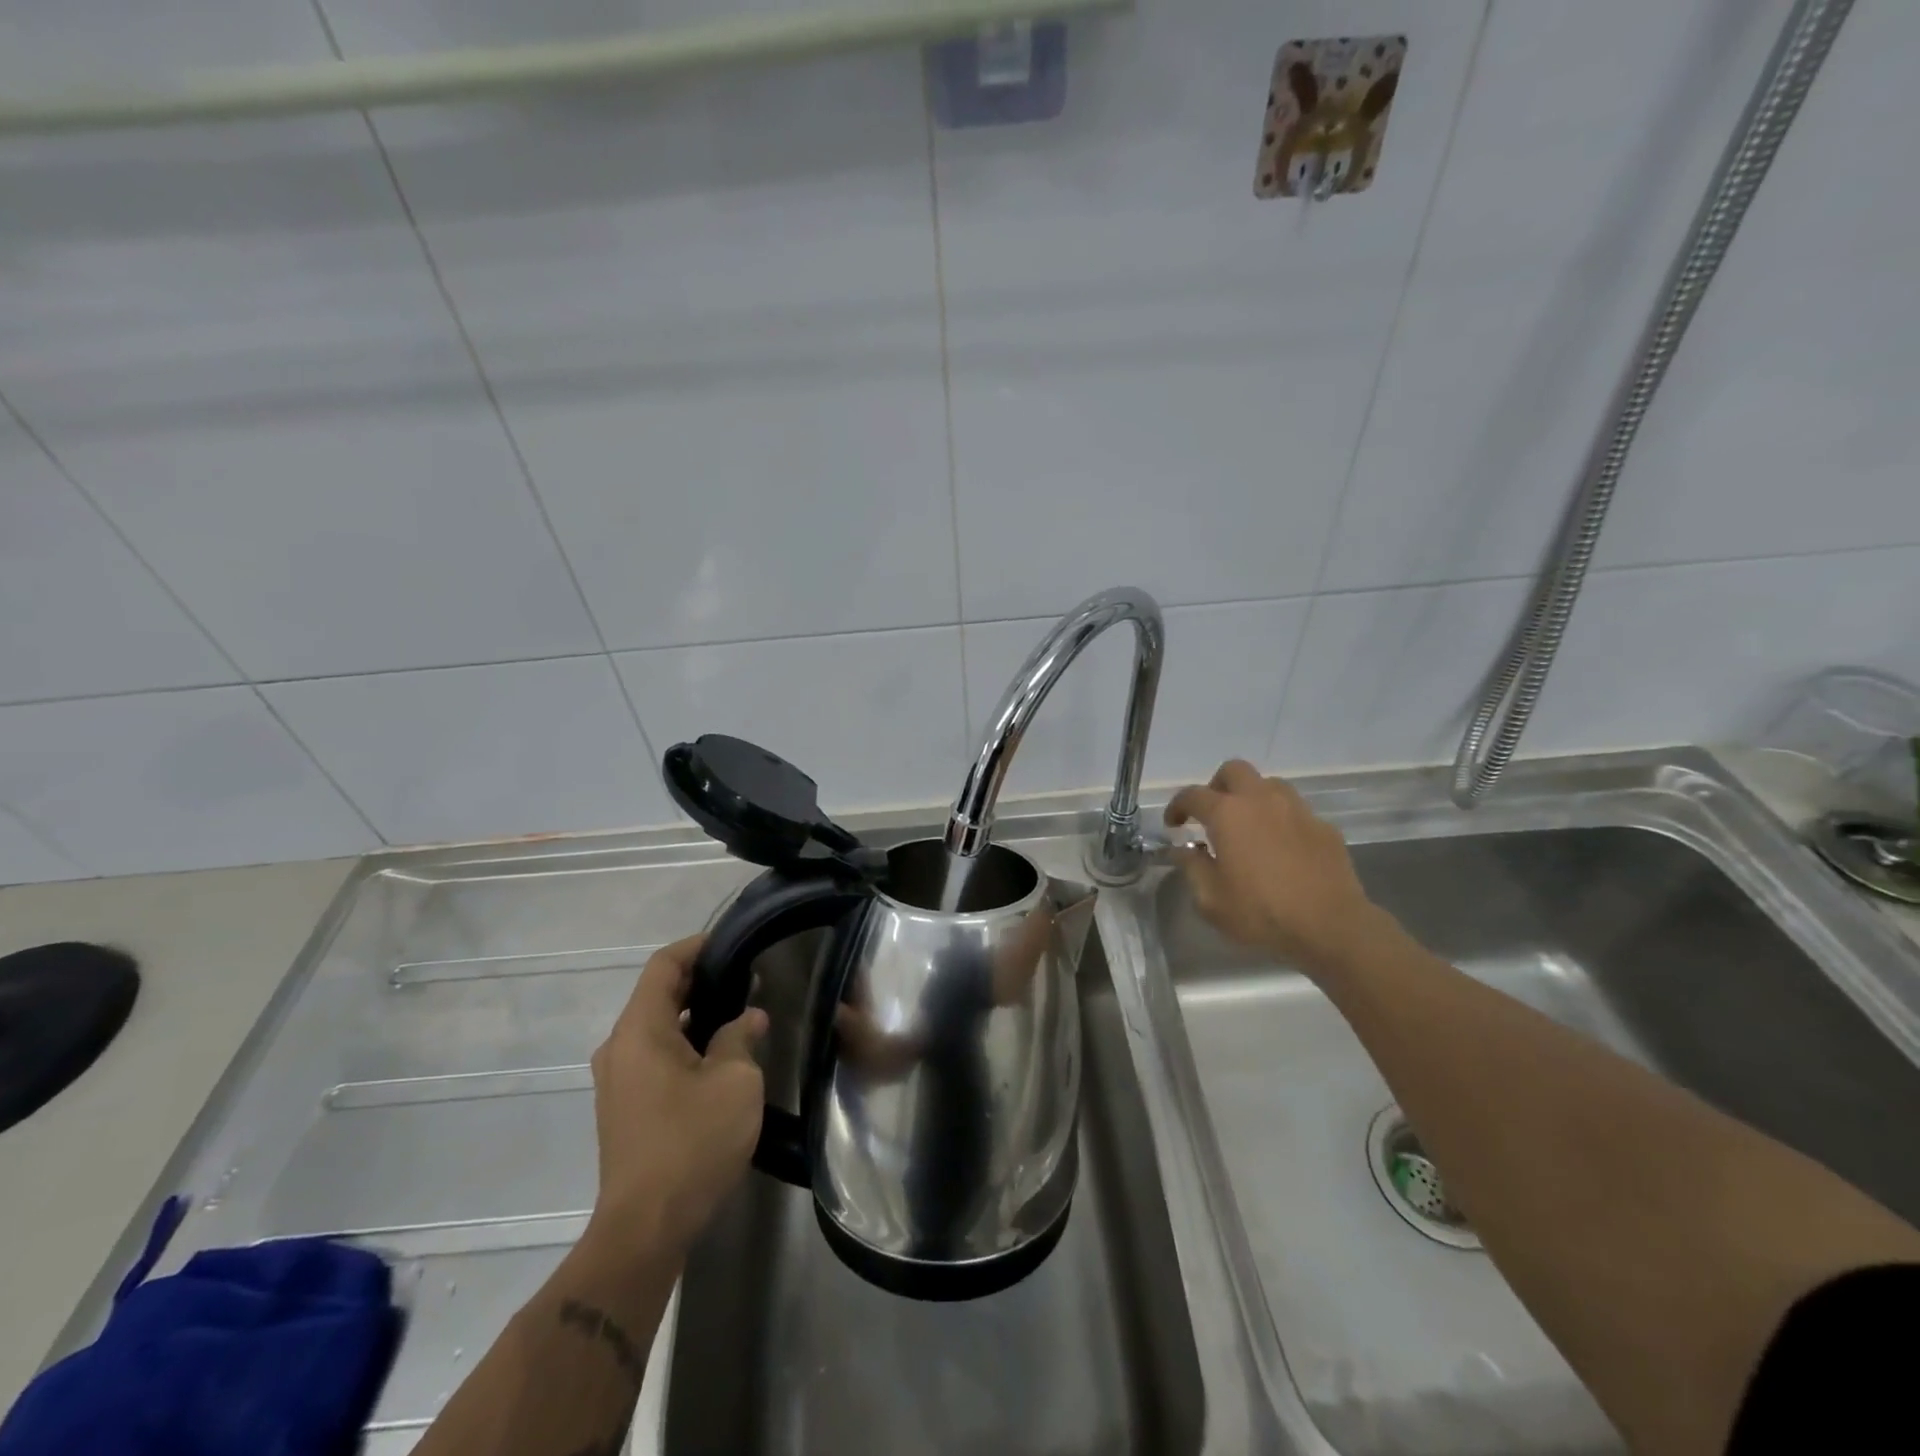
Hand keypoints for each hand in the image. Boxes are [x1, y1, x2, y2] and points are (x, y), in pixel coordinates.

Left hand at [583, 935, 766, 1262]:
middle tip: (745, 977)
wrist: (646, 1227)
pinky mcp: (623, 1107)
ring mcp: (617, 1080)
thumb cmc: (692, 1142)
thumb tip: (748, 1018)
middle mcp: (619, 1047)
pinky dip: (683, 1042)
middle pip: (657, 994)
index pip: (663, 965)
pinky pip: (653, 1055)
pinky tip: (717, 1054)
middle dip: (700, 980)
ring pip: (655, 1027)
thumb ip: (739, 1038)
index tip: (732, 942)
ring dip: (693, 1014)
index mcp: (639, 1031)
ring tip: (738, 1012)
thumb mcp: (734, 1082)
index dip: (697, 947)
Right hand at [1165, 760, 1387, 975]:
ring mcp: (1297, 810)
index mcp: (1228, 814)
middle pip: (1234, 771)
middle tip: (1212, 813)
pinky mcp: (1324, 827)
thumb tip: (1183, 850)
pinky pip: (1296, 812)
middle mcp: (1261, 800)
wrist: (1331, 927)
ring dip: (1253, 797)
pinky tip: (1281, 848)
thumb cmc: (1261, 912)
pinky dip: (1281, 821)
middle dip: (1217, 786)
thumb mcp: (1210, 900)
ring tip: (1249, 827)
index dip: (1177, 806)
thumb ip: (1192, 868)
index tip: (1174, 824)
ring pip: (1269, 785)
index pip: (1192, 795)